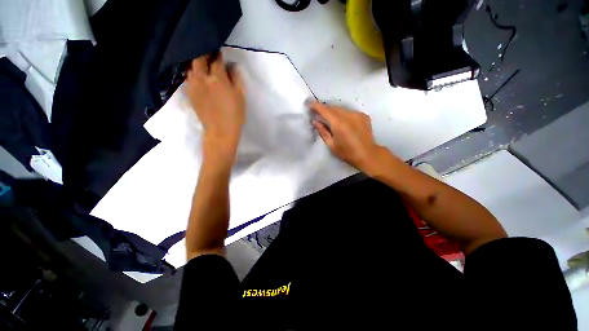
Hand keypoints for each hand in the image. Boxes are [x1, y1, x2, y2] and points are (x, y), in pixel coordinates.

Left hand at [185, 52, 244, 164]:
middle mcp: (202, 78)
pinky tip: (198, 76)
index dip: (219, 54)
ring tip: (202, 64)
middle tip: (209, 54)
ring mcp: (193, 85)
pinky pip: (188, 78)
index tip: (220, 52)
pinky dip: (192, 73)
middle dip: (204, 53)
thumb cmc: (234, 115)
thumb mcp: (240, 96)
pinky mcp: (189, 93)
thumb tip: (231, 66)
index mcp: (217, 78)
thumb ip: (236, 78)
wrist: (220, 131)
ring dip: (196, 63)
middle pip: (199, 58)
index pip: (216, 59)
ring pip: (191, 67)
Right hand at [309, 101, 385, 172]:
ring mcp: (357, 114)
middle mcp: (349, 115)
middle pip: (333, 107)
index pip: (325, 110)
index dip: (316, 106)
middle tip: (317, 112)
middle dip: (324, 108)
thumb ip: (323, 131)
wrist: (368, 154)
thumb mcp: (331, 145)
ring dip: (333, 110)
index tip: (309, 104)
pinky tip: (340, 120)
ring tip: (328, 116)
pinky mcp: (363, 115)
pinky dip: (342, 113)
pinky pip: (349, 111)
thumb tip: (315, 121)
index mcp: (339, 124)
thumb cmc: (347, 153)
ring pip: (341, 108)